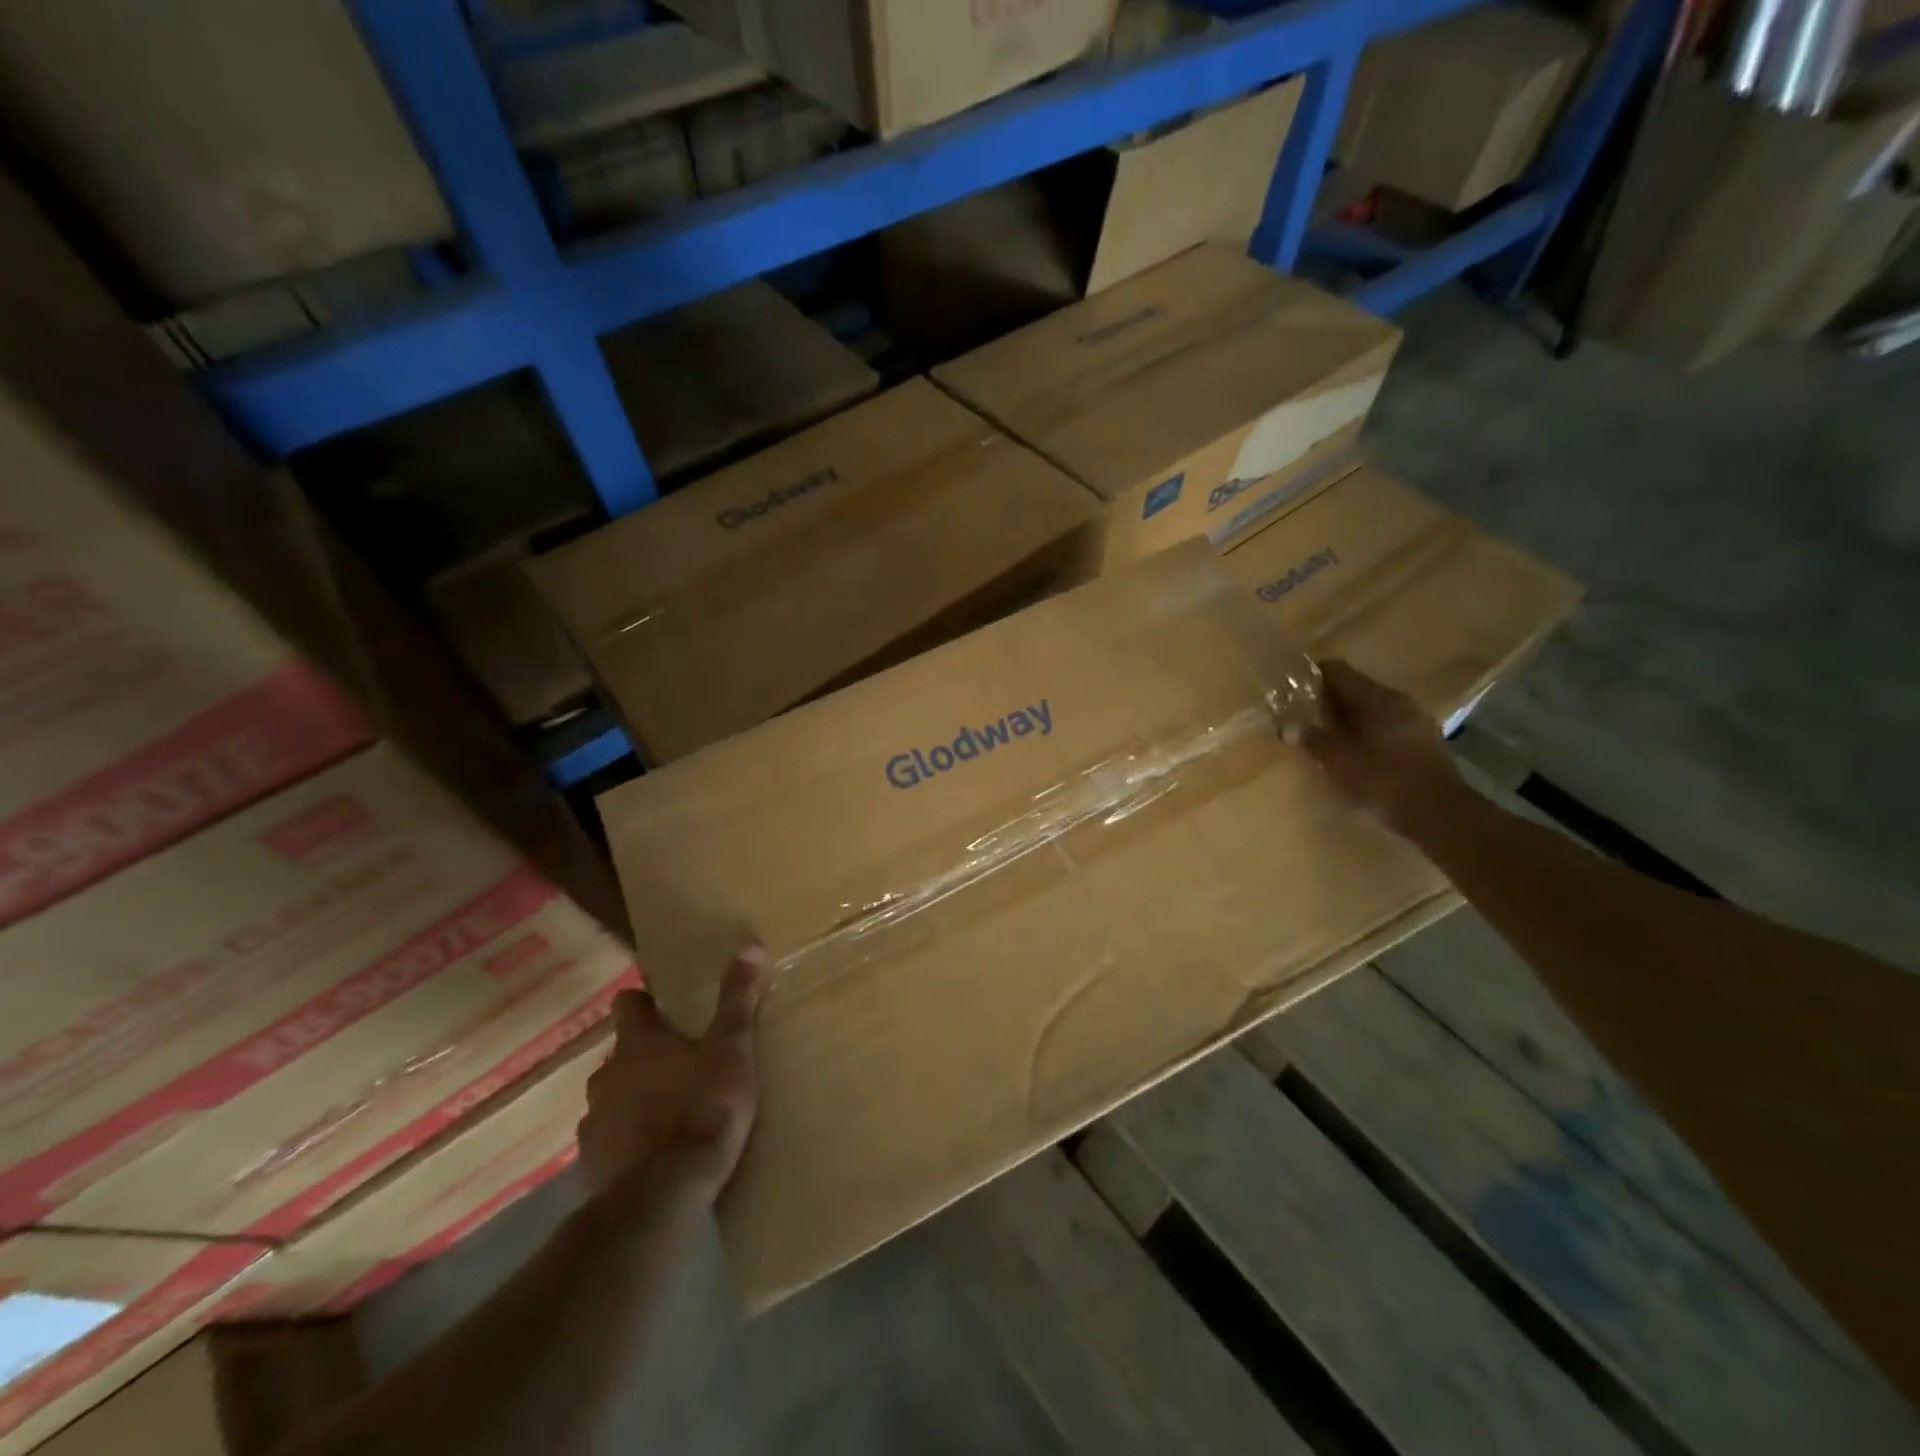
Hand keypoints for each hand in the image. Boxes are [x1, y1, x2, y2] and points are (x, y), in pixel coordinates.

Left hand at [579, 945, 769, 1206]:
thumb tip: (749, 946)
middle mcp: (607, 1074)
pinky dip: (626, 1140)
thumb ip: (737, 1000)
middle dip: (643, 1056)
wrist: (665, 1193)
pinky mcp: (591, 1164)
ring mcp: (593, 1121)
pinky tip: (652, 1154)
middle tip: (679, 1064)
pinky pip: (608, 1140)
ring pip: (611, 1097)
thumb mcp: (732, 1050)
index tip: (663, 1008)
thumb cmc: (703, 1108)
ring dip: (632, 1099)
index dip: (643, 1002)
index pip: (627, 1004)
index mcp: (638, 1042)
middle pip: (620, 1054)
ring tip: (667, 1111)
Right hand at [1302, 659, 1461, 834]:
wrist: (1440, 813)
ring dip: (1348, 716)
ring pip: (1372, 707)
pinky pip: (1387, 724)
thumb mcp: (1340, 762)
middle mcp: (1398, 700)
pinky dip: (1367, 730)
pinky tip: (1356, 751)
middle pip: (1356, 687)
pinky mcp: (1424, 740)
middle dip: (1328, 699)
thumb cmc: (1384, 780)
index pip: (1338, 670)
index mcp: (1376, 698)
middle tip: (1303, 715)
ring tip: (1326, 734)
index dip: (1312, 675)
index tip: (1292, 688)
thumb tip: (1287, 727)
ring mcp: (1415, 720)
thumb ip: (1313, 740)